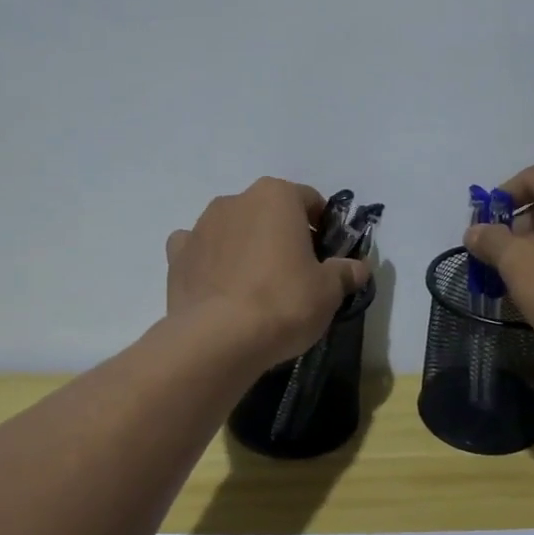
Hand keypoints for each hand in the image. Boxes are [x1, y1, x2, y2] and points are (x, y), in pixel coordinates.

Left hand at [166, 177, 370, 372]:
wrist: (219, 338)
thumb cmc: (284, 302)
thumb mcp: (329, 291)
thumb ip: (344, 272)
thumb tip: (357, 268)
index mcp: (276, 196)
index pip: (309, 200)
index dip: (322, 226)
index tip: (327, 255)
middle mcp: (235, 200)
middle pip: (268, 211)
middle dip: (282, 234)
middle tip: (296, 272)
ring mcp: (201, 226)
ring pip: (233, 228)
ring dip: (246, 245)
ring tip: (256, 286)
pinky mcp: (176, 256)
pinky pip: (199, 250)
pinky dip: (210, 261)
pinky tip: (220, 287)